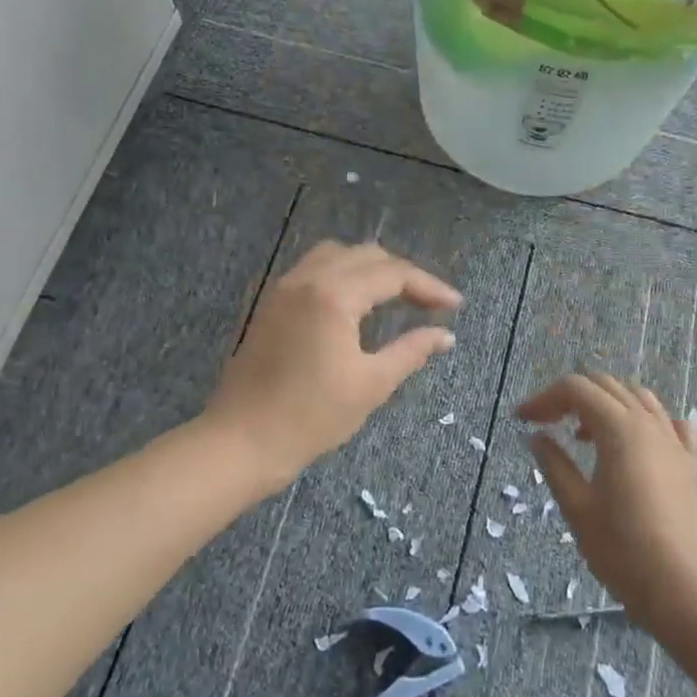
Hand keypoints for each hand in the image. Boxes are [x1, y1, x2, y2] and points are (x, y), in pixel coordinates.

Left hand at [206, 241, 460, 492]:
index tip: (455, 305)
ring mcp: (285, 287)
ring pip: (337, 255)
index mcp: (334, 295)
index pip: (393, 274)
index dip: (429, 286)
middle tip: (429, 302)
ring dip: (371, 268)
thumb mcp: (371, 385)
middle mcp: (308, 278)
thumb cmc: (310, 417)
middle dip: (403, 274)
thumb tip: (446, 335)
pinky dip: (343, 274)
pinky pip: (314, 269)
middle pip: (366, 256)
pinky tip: (356, 301)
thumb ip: (411, 351)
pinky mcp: (272, 302)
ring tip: (395, 296)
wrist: (241, 441)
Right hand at [523, 373, 696, 624]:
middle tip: (546, 423)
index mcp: (619, 428)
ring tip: (584, 432)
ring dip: (605, 403)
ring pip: (637, 397)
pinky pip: (670, 422)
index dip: (544, 398)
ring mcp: (674, 441)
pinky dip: (646, 419)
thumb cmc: (623, 550)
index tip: (522, 419)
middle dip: (571, 396)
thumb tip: (537, 437)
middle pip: (605, 385)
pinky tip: (634, 441)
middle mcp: (648, 423)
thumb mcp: (577, 507)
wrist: (683, 590)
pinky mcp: (689, 463)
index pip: (576, 390)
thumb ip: (554, 465)